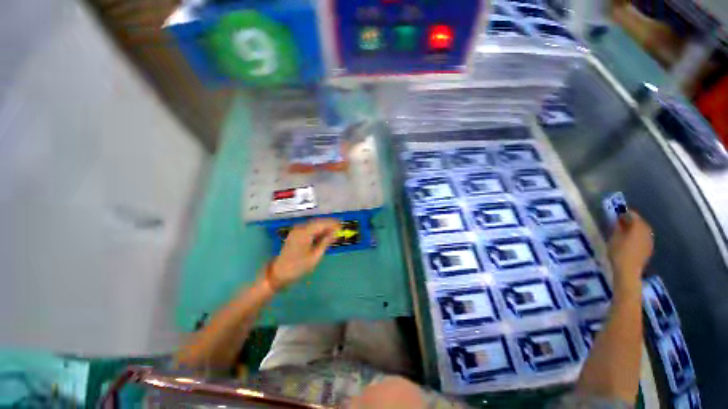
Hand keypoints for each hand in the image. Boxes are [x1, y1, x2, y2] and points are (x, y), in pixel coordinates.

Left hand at [267, 219, 340, 290]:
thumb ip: (325, 242)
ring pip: (314, 224)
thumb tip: (334, 233)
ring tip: (334, 231)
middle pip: (318, 222)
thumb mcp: (315, 256)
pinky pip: (309, 228)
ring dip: (324, 226)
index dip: (332, 224)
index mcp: (305, 233)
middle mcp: (300, 228)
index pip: (322, 224)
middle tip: (340, 228)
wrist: (279, 273)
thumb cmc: (298, 267)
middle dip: (329, 224)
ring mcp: (297, 230)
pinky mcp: (295, 234)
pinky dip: (318, 230)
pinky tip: (324, 234)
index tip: (342, 225)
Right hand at [608, 211, 653, 290]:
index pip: (633, 215)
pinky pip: (644, 237)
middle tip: (622, 220)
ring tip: (627, 229)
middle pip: (641, 222)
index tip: (618, 213)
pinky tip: (632, 239)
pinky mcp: (649, 248)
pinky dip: (638, 235)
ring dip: (636, 228)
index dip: (626, 213)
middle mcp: (646, 232)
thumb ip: (617, 227)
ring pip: (644, 230)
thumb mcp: (614, 238)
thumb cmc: (618, 253)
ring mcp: (649, 241)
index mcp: (637, 227)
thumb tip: (619, 220)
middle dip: (632, 220)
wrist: (628, 271)